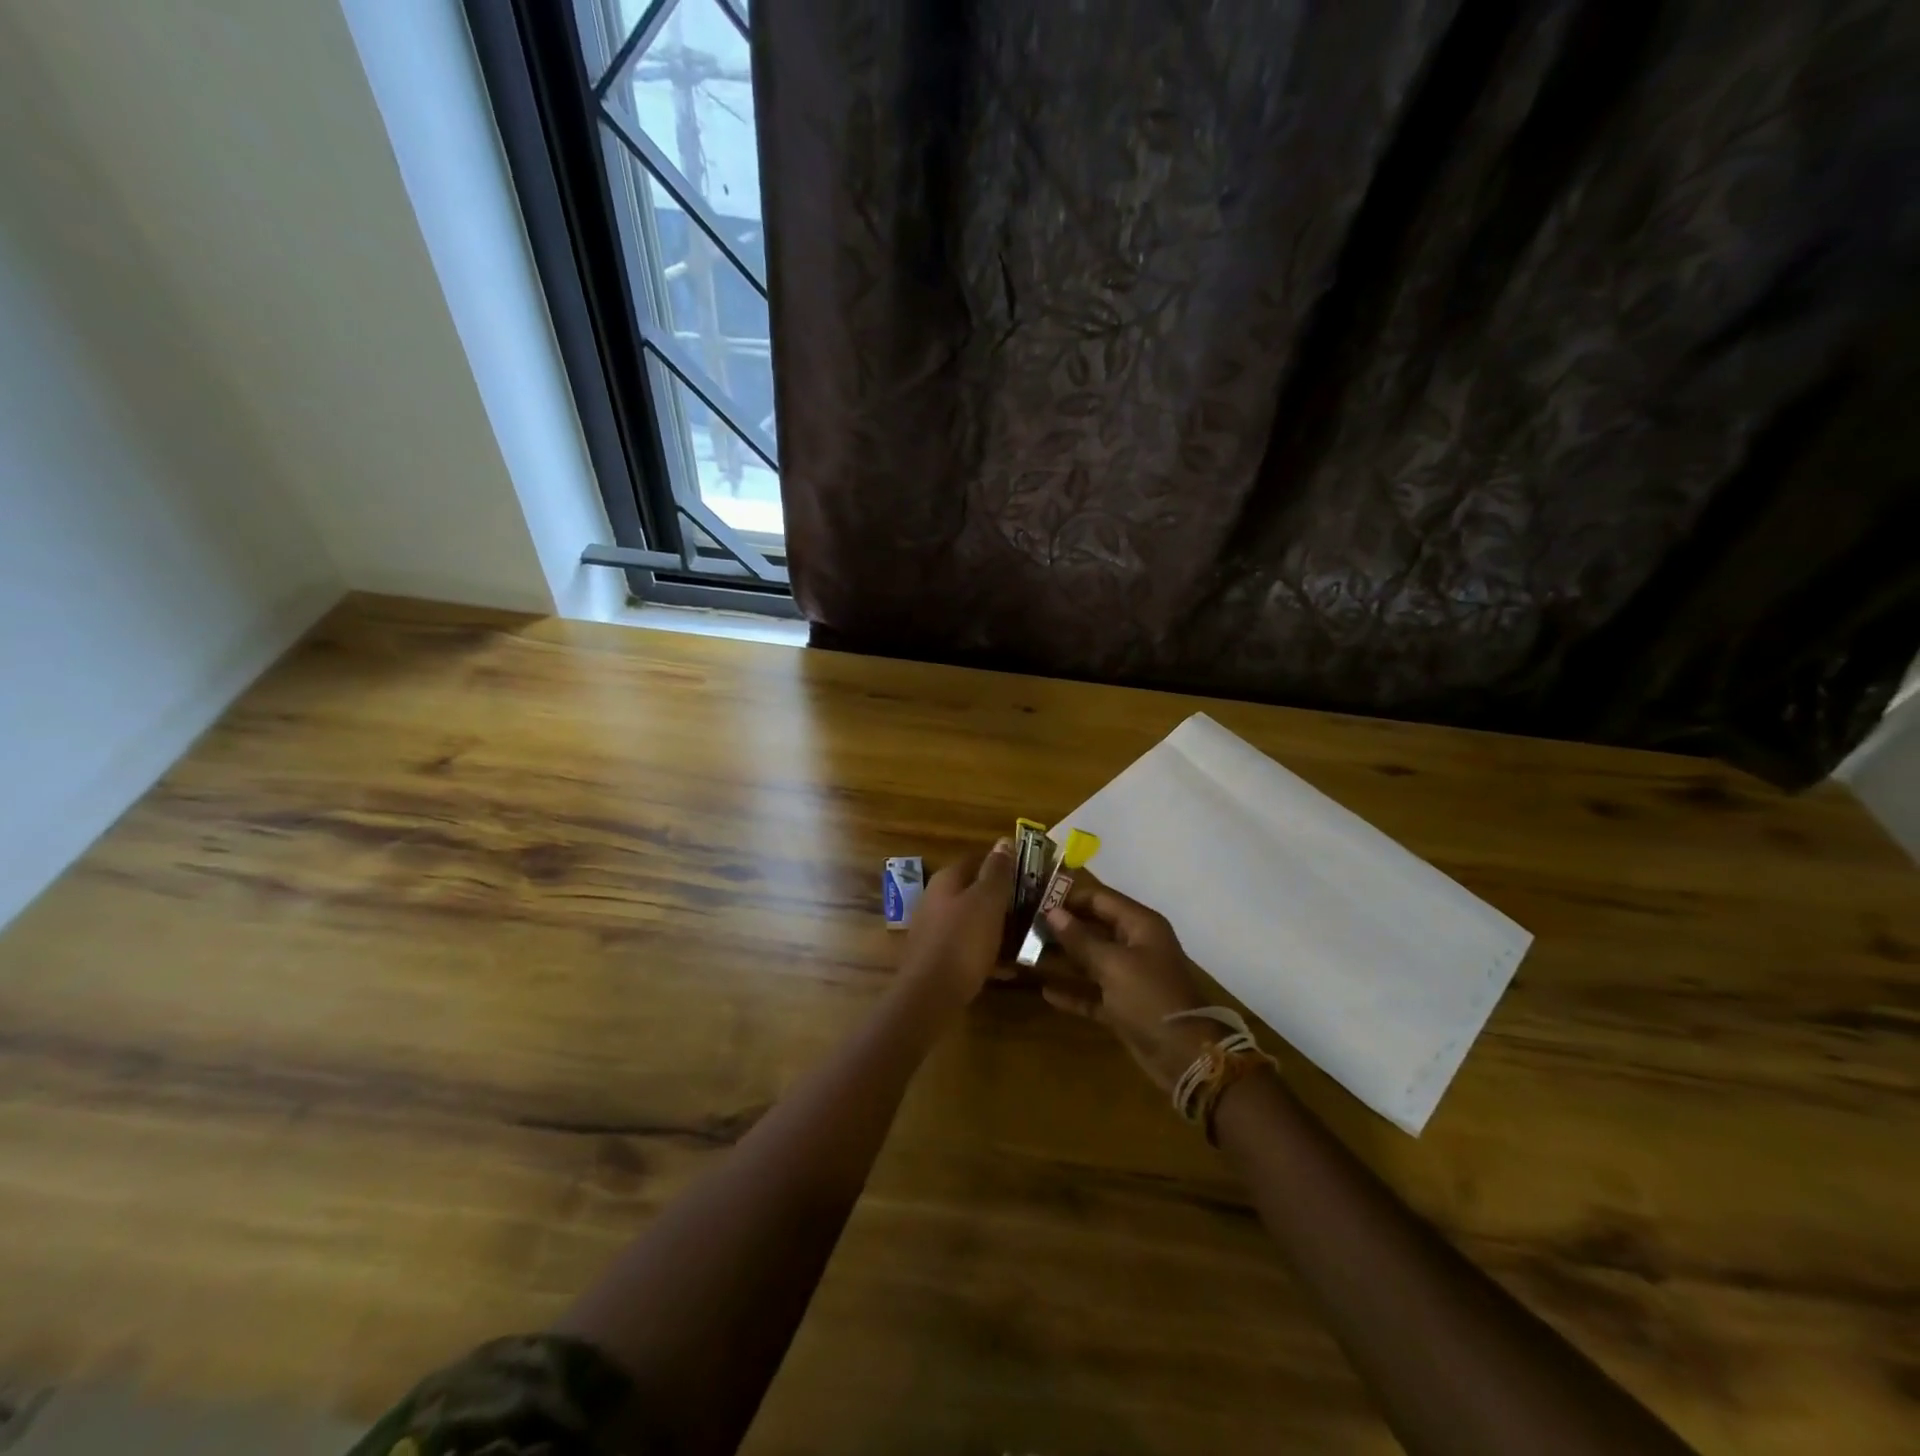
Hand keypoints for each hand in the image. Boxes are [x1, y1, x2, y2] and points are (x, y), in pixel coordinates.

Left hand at [899, 840, 1014, 1004]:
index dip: (1001, 863)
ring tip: (1025, 936)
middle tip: (1032, 906)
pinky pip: (968, 948)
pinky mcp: (937, 958)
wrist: (930, 994)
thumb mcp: (987, 901)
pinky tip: (1008, 968)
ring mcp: (933, 930)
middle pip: (973, 891)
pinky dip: (987, 953)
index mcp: (946, 880)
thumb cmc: (963, 940)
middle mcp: (935, 900)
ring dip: (997, 926)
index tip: (1029, 873)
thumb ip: (997, 872)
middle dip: (1001, 898)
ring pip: (972, 920)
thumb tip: (1003, 841)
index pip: (976, 859)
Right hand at [1038, 872, 1218, 1091]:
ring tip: (1026, 955)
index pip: (1099, 899)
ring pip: (1090, 960)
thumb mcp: (1113, 965)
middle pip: (1093, 927)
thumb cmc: (1150, 998)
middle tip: (1023, 926)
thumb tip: (1052, 912)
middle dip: (1061, 927)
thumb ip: (1080, 939)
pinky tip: (1045, 991)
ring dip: (1062, 959)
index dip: (1068, 897)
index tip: (1033, 898)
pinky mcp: (1123, 1006)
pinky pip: (1092, 992)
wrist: (1186, 1057)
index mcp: (1139, 925)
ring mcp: (1129, 977)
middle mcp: (1134, 945)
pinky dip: (1073, 991)